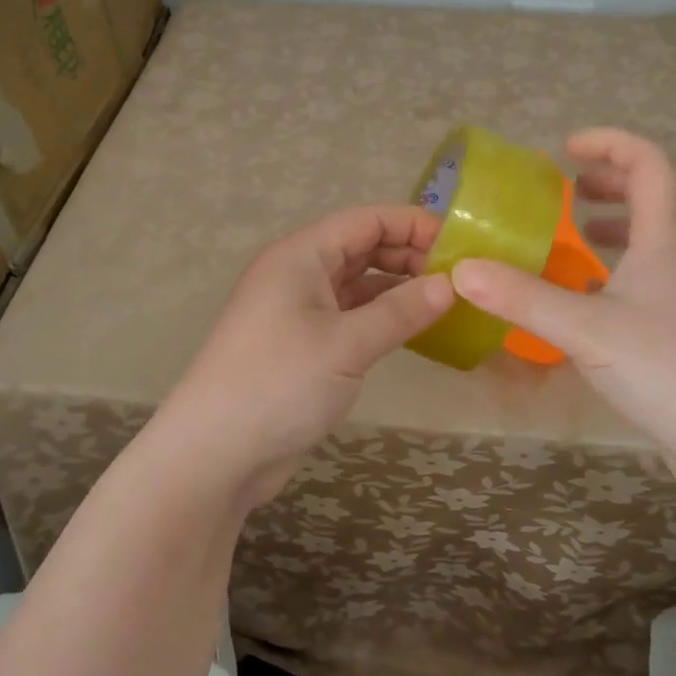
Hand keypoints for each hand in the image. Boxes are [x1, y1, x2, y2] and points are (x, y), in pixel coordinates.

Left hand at [155, 206, 453, 506]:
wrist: (215, 454)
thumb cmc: (279, 383)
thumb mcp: (347, 344)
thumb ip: (400, 311)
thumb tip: (450, 284)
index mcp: (301, 256)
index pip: (365, 221)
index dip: (413, 225)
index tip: (459, 245)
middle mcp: (298, 274)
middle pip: (362, 248)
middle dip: (409, 256)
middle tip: (459, 279)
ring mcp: (299, 311)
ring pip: (358, 284)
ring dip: (398, 289)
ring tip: (447, 303)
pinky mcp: (304, 346)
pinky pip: (351, 317)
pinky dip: (382, 318)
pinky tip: (415, 331)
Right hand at [450, 128, 675, 470]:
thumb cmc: (665, 367)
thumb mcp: (584, 328)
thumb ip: (522, 298)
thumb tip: (461, 271)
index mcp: (668, 241)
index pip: (651, 165)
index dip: (611, 144)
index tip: (567, 149)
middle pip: (657, 199)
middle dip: (611, 185)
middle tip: (568, 193)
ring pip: (656, 244)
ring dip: (616, 230)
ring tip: (575, 240)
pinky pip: (652, 282)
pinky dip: (618, 274)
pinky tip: (588, 304)